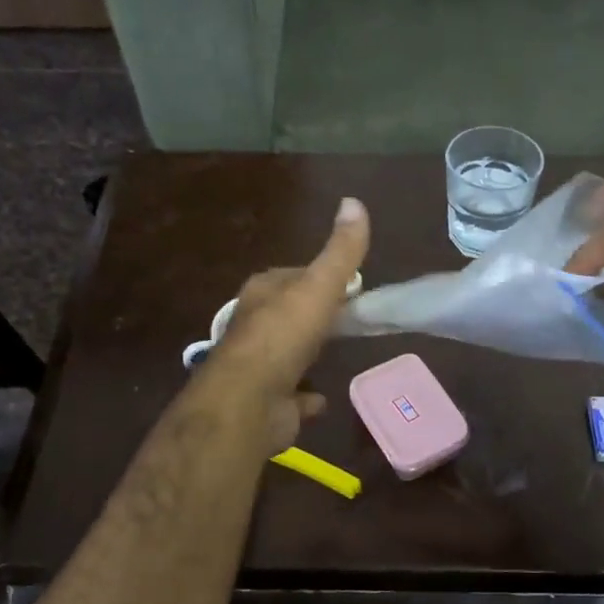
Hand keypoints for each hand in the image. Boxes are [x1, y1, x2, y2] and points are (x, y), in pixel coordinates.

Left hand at [210, 197, 369, 452]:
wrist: (248, 402)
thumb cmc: (282, 338)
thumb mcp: (317, 287)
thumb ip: (340, 252)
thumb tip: (355, 201)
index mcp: (263, 293)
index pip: (295, 275)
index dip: (322, 277)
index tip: (351, 284)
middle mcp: (255, 326)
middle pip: (291, 313)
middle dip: (314, 315)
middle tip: (348, 319)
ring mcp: (259, 367)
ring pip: (288, 353)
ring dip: (306, 352)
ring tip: (336, 353)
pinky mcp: (268, 402)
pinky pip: (292, 395)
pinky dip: (305, 395)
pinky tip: (321, 398)